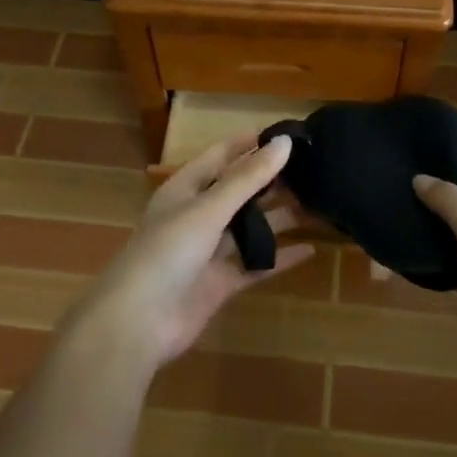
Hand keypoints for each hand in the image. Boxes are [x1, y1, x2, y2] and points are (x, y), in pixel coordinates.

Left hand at [66, 133, 315, 372]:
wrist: (138, 323)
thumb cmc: (167, 253)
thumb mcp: (208, 209)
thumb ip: (248, 179)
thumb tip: (284, 142)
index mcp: (185, 190)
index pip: (220, 157)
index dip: (248, 145)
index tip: (285, 133)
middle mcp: (197, 216)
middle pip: (239, 192)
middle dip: (271, 181)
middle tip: (314, 169)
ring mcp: (208, 251)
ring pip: (250, 227)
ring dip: (280, 217)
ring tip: (319, 203)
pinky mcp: (220, 283)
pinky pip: (255, 264)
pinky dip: (280, 257)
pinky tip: (310, 250)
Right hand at [413, 162, 456, 380]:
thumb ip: (446, 198)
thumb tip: (419, 178)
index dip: (450, 169)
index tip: (413, 170)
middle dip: (437, 201)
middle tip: (395, 195)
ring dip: (434, 232)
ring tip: (394, 221)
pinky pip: (456, 264)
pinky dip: (436, 260)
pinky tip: (407, 254)